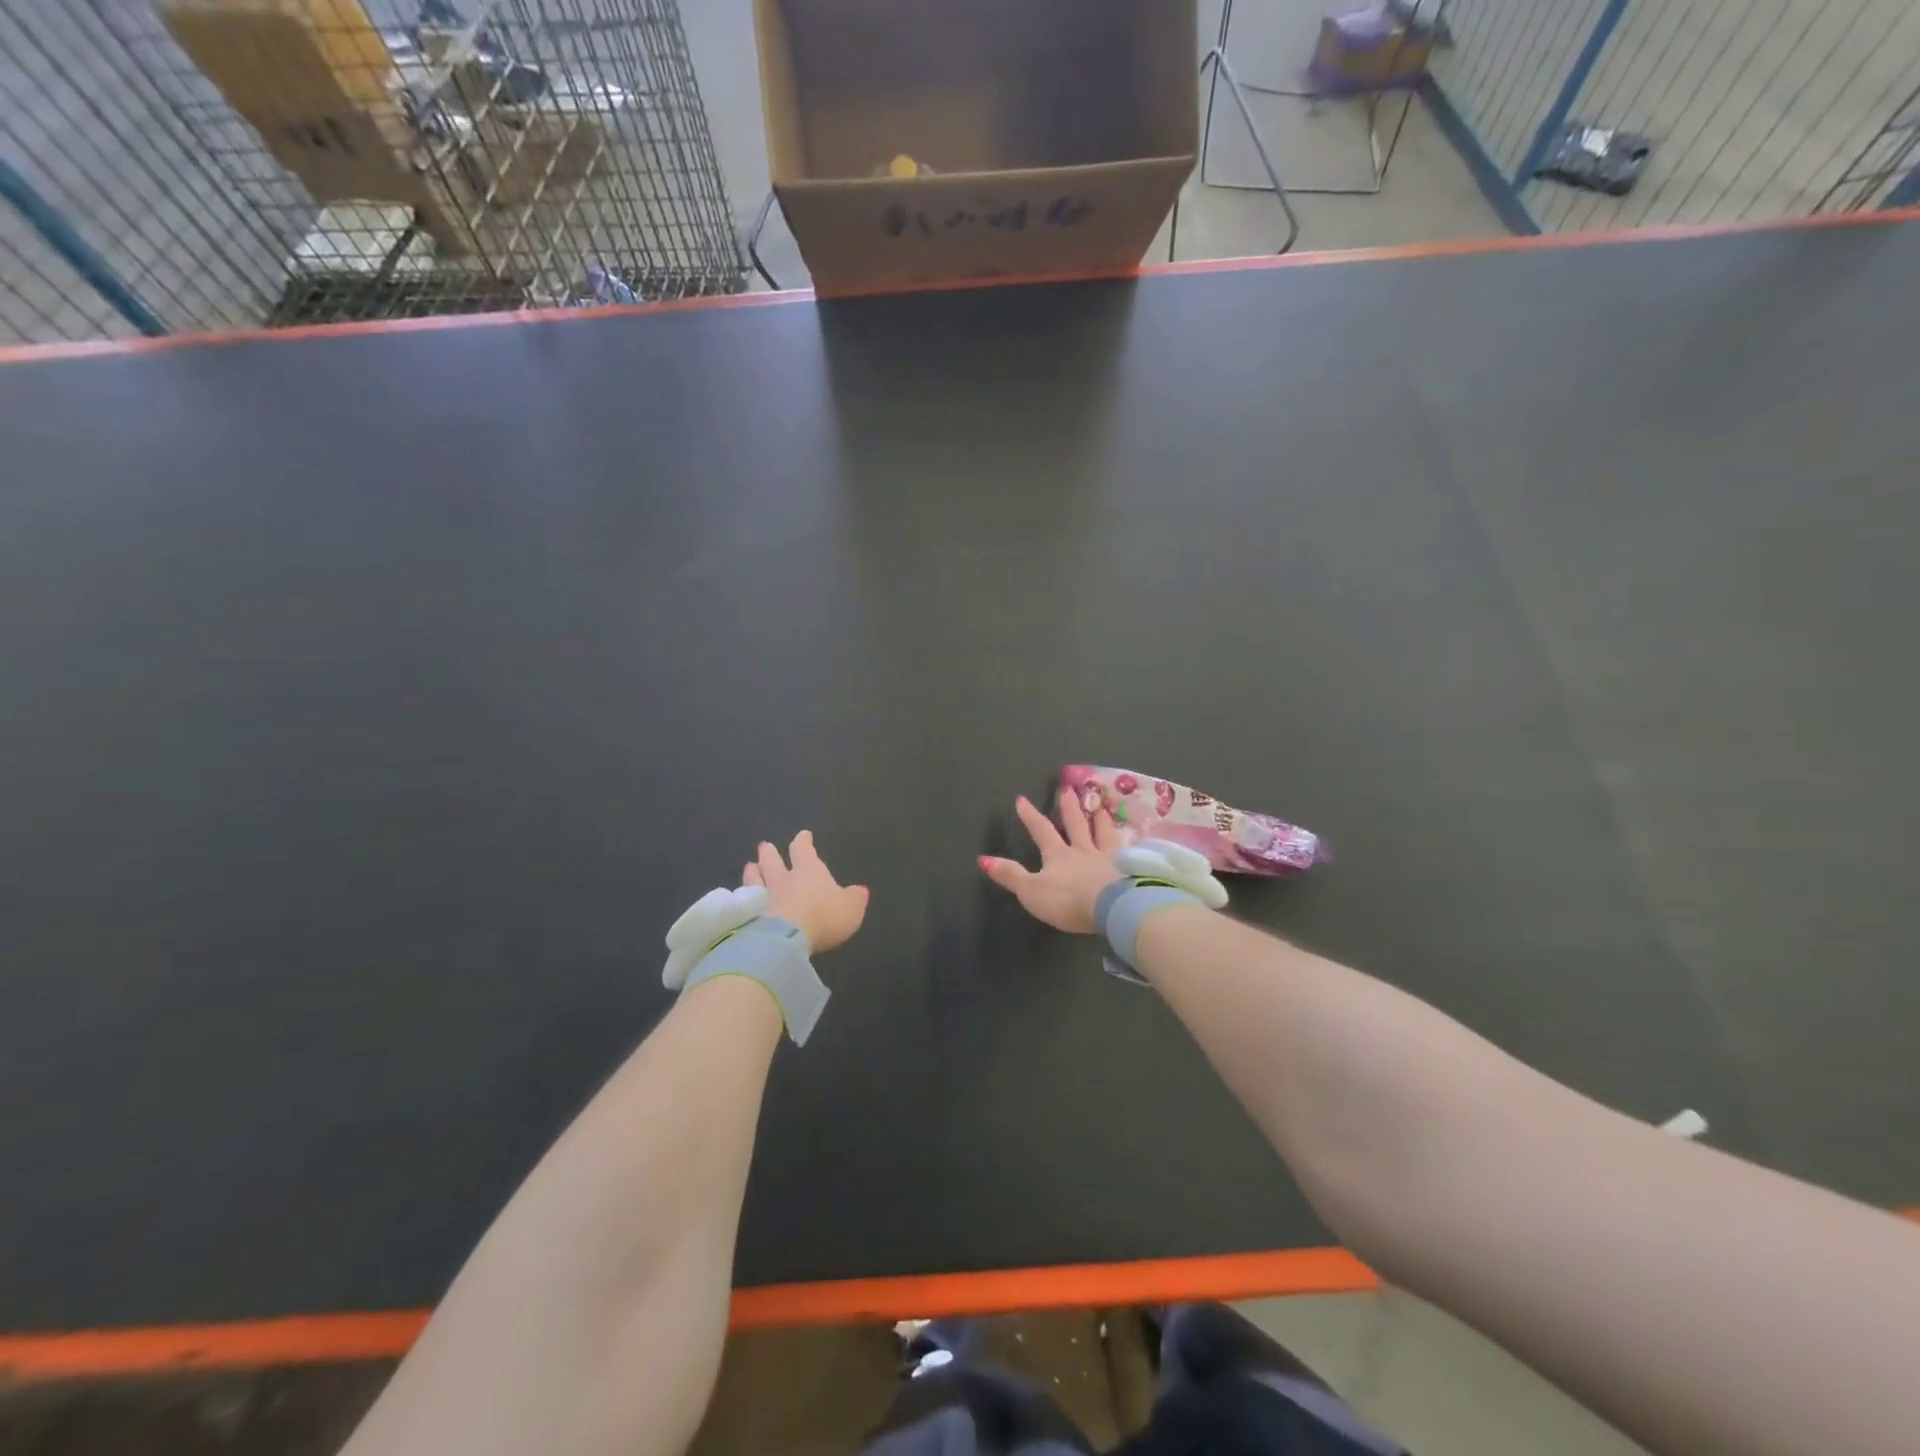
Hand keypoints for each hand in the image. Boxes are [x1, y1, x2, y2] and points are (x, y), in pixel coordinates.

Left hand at [744, 831, 868, 953]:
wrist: (785, 939)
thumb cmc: (823, 916)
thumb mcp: (851, 907)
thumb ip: (855, 898)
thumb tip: (860, 890)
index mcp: (808, 871)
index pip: (804, 850)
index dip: (804, 842)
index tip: (803, 834)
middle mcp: (783, 879)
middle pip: (773, 861)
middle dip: (770, 853)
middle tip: (764, 846)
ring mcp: (763, 897)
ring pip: (755, 879)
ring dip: (753, 872)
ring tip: (749, 866)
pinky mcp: (749, 917)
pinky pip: (745, 902)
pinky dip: (743, 898)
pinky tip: (740, 898)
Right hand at [979, 788, 1122, 933]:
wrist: (1111, 908)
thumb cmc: (1067, 900)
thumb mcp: (1030, 890)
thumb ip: (1010, 875)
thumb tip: (983, 859)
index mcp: (1058, 855)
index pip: (1041, 830)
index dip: (1030, 816)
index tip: (1021, 799)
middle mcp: (1083, 851)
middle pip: (1076, 824)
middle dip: (1069, 807)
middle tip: (1069, 788)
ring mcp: (1107, 859)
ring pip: (1103, 834)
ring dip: (1100, 819)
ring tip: (1101, 807)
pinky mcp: (1127, 871)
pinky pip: (1125, 852)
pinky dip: (1125, 843)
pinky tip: (1131, 839)